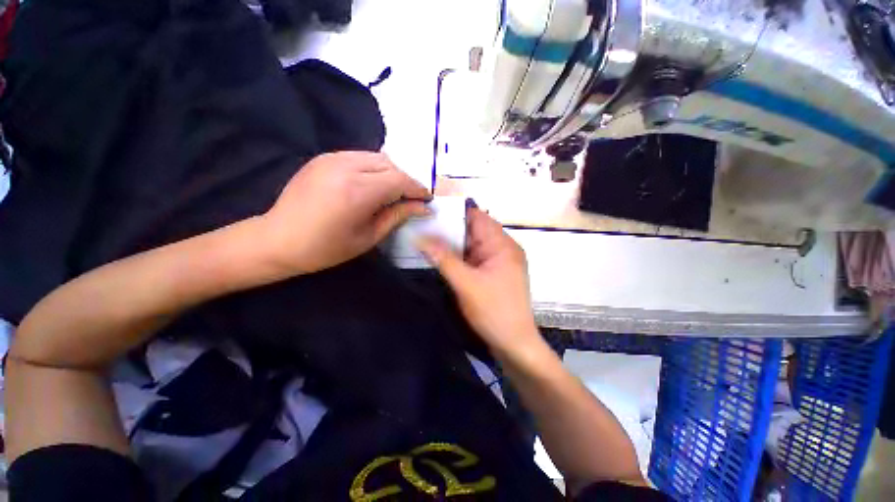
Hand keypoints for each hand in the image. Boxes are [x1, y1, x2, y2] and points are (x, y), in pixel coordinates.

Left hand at [261, 151, 430, 274]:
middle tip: (411, 198)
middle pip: (390, 165)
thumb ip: (397, 216)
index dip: (418, 188)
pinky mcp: (323, 157)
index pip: (399, 180)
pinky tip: (372, 184)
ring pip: (376, 157)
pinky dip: (374, 168)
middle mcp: (346, 167)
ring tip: (394, 192)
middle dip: (406, 180)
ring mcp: (332, 158)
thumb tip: (423, 207)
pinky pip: (359, 157)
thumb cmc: (326, 248)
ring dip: (391, 173)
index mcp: (357, 192)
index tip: (427, 199)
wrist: (277, 240)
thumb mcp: (368, 237)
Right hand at [417, 205, 539, 355]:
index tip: (430, 211)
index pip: (478, 218)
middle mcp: (503, 248)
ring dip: (453, 243)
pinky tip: (442, 256)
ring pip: (472, 245)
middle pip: (474, 231)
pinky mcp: (493, 273)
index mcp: (503, 245)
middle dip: (450, 229)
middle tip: (422, 225)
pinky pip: (474, 258)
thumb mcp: (466, 284)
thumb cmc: (493, 311)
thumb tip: (420, 237)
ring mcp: (499, 262)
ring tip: (426, 238)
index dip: (454, 213)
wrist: (514, 344)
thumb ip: (443, 259)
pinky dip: (459, 256)